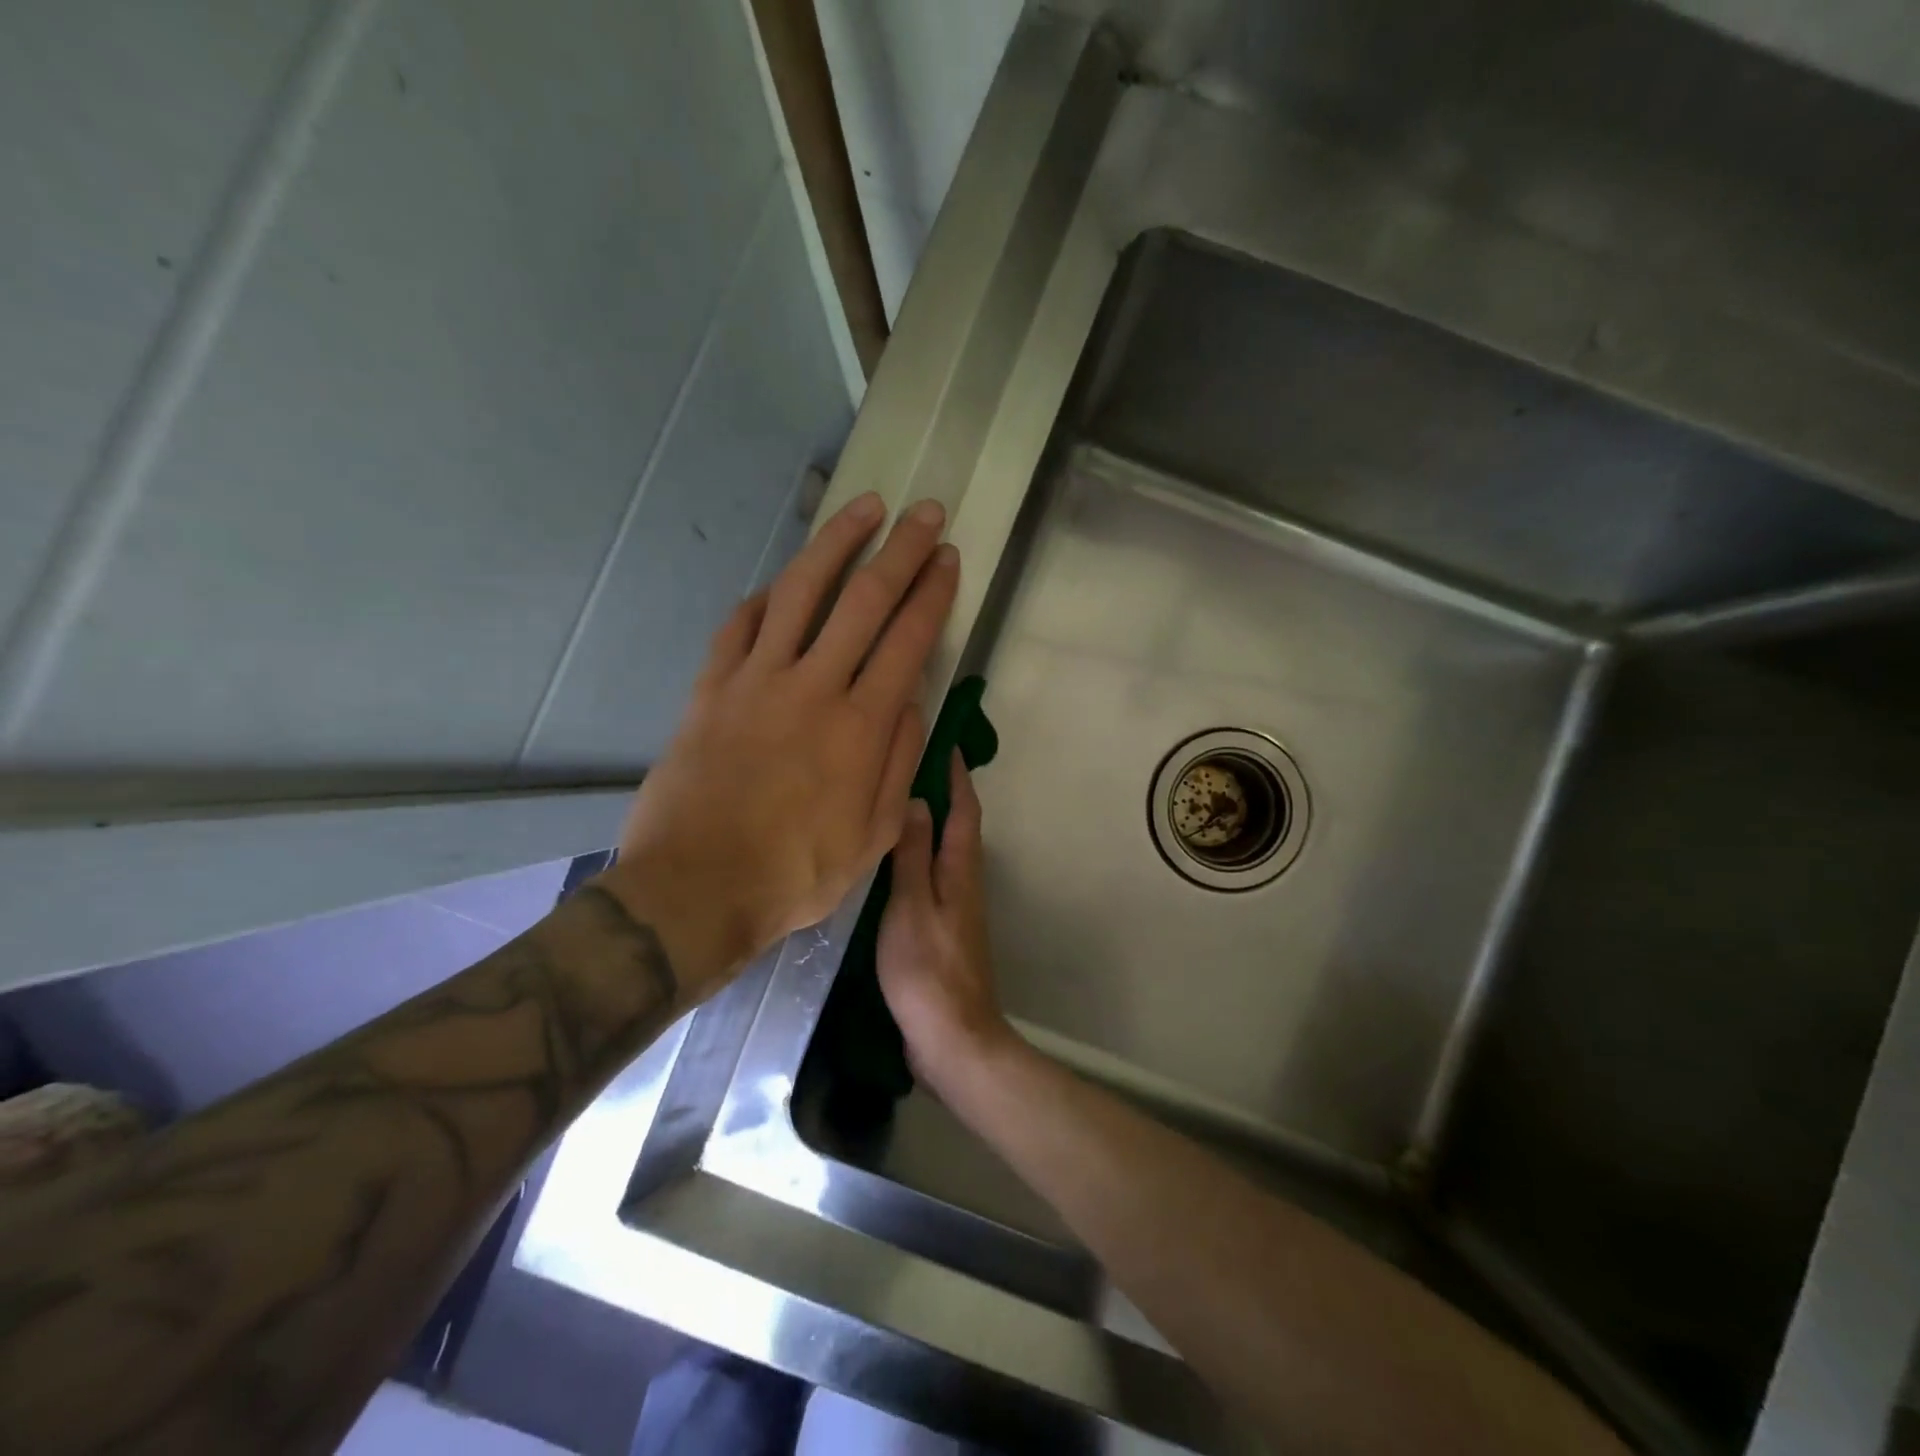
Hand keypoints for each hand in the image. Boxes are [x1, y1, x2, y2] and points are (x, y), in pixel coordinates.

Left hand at [601, 492, 958, 1001]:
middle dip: (900, 550)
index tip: (947, 557)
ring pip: (801, 591)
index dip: (932, 593)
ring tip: (862, 508)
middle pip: (864, 600)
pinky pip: (740, 625)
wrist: (696, 888)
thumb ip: (898, 763)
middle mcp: (813, 687)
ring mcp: (756, 681)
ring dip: (836, 543)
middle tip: (923, 512)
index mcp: (861, 727)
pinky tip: (782, 582)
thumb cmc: (795, 874)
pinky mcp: (711, 688)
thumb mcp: (873, 837)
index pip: (908, 640)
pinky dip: (765, 596)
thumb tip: (911, 702)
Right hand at [876, 751, 1013, 1092]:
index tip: (946, 742)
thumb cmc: (927, 968)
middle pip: (957, 827)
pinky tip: (890, 860)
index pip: (964, 810)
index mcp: (960, 870)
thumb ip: (913, 854)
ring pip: (943, 851)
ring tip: (894, 802)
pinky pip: (931, 877)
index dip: (958, 775)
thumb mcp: (911, 905)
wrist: (951, 1037)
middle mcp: (963, 882)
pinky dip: (917, 855)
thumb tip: (920, 801)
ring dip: (928, 822)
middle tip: (909, 765)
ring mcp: (954, 908)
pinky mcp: (942, 930)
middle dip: (942, 792)